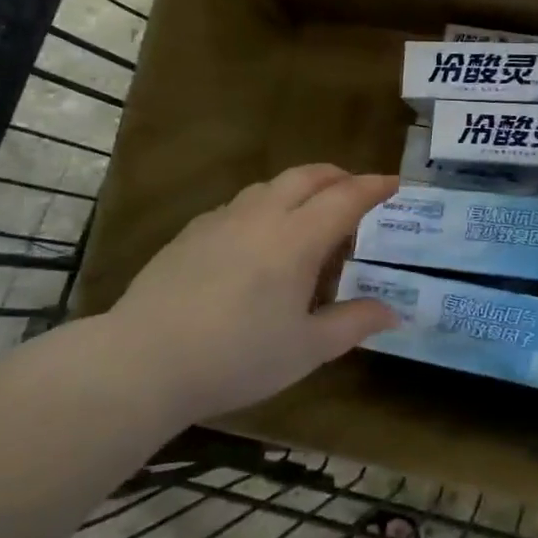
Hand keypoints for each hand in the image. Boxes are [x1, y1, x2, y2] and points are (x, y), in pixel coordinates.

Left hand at [102, 165, 399, 417]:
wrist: (142, 361)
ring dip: (300, 188)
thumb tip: (393, 312)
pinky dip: (265, 206)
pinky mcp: (190, 233)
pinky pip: (239, 205)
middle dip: (338, 176)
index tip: (394, 185)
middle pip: (307, 176)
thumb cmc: (236, 357)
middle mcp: (262, 216)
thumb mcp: (306, 349)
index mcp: (297, 239)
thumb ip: (353, 324)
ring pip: (270, 186)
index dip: (373, 187)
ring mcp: (221, 220)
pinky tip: (258, 238)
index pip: (345, 198)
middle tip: (356, 190)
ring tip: (309, 214)